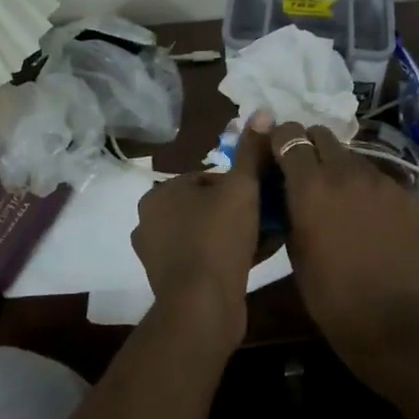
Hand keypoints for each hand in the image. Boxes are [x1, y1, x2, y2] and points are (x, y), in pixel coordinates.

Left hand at [131, 115, 270, 348]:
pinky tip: (254, 259)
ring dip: (235, 234)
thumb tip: (261, 111)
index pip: (208, 178)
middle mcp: (150, 221)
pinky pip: (203, 258)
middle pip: (207, 206)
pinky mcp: (168, 282)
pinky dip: (225, 256)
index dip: (240, 186)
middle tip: (268, 218)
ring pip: (206, 233)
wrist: (202, 307)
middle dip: (238, 211)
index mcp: (159, 193)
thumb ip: (251, 152)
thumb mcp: (242, 188)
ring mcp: (156, 254)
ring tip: (266, 238)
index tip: (263, 197)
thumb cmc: (218, 238)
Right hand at [268, 123, 418, 377]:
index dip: (282, 139)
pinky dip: (372, 191)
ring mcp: (382, 180)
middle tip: (310, 172)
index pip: (290, 135)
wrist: (385, 317)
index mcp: (310, 185)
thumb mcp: (294, 244)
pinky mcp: (409, 194)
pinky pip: (382, 179)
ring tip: (345, 200)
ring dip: (343, 170)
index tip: (279, 150)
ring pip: (354, 157)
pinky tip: (373, 218)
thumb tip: (289, 185)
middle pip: (323, 135)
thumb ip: (290, 204)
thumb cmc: (327, 291)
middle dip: (312, 147)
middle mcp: (346, 171)